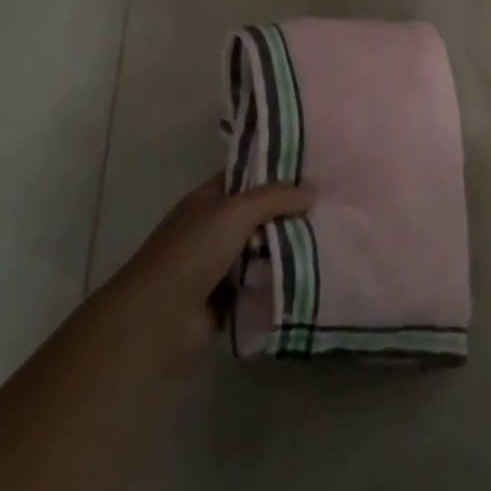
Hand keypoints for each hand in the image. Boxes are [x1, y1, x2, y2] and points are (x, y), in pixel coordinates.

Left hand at [103, 175, 312, 373]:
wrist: (158, 320)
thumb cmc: (192, 253)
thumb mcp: (235, 212)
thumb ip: (274, 198)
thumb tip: (311, 193)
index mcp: (208, 200)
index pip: (246, 176)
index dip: (276, 171)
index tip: (314, 170)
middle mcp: (214, 228)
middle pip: (260, 214)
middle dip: (290, 212)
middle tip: (332, 206)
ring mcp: (221, 265)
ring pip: (264, 249)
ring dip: (290, 248)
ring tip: (331, 239)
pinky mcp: (229, 298)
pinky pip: (262, 282)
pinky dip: (281, 280)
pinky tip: (315, 272)